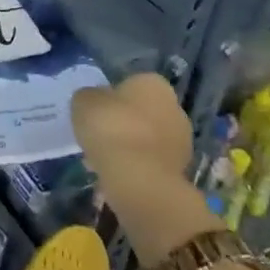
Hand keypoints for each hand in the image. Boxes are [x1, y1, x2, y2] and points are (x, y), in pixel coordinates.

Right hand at [72, 75, 216, 266]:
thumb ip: (89, 100)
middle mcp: (174, 107)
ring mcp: (184, 141)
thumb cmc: (111, 134)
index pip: (129, 83)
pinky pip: (153, 163)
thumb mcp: (85, 105)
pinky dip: (140, 169)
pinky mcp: (183, 173)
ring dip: (134, 148)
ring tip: (106, 162)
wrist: (143, 185)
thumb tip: (94, 104)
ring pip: (151, 139)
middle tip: (100, 138)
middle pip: (143, 111)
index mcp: (151, 84)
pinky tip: (121, 180)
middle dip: (127, 123)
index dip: (111, 98)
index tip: (96, 115)